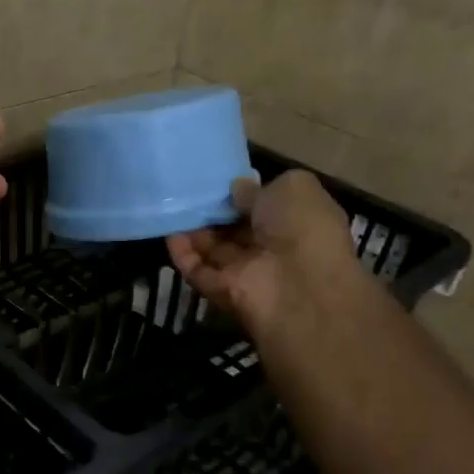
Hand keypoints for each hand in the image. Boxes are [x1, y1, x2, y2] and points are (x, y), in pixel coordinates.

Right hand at [165, 170, 360, 340]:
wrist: (300, 286)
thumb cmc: (304, 227)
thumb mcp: (292, 187)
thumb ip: (258, 188)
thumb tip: (236, 189)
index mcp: (297, 222)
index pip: (265, 208)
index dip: (243, 195)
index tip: (219, 182)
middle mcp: (273, 248)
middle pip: (236, 230)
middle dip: (214, 213)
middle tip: (189, 192)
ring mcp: (247, 273)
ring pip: (215, 251)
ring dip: (194, 232)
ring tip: (172, 207)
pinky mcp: (223, 292)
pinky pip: (199, 272)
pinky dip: (183, 255)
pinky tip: (169, 234)